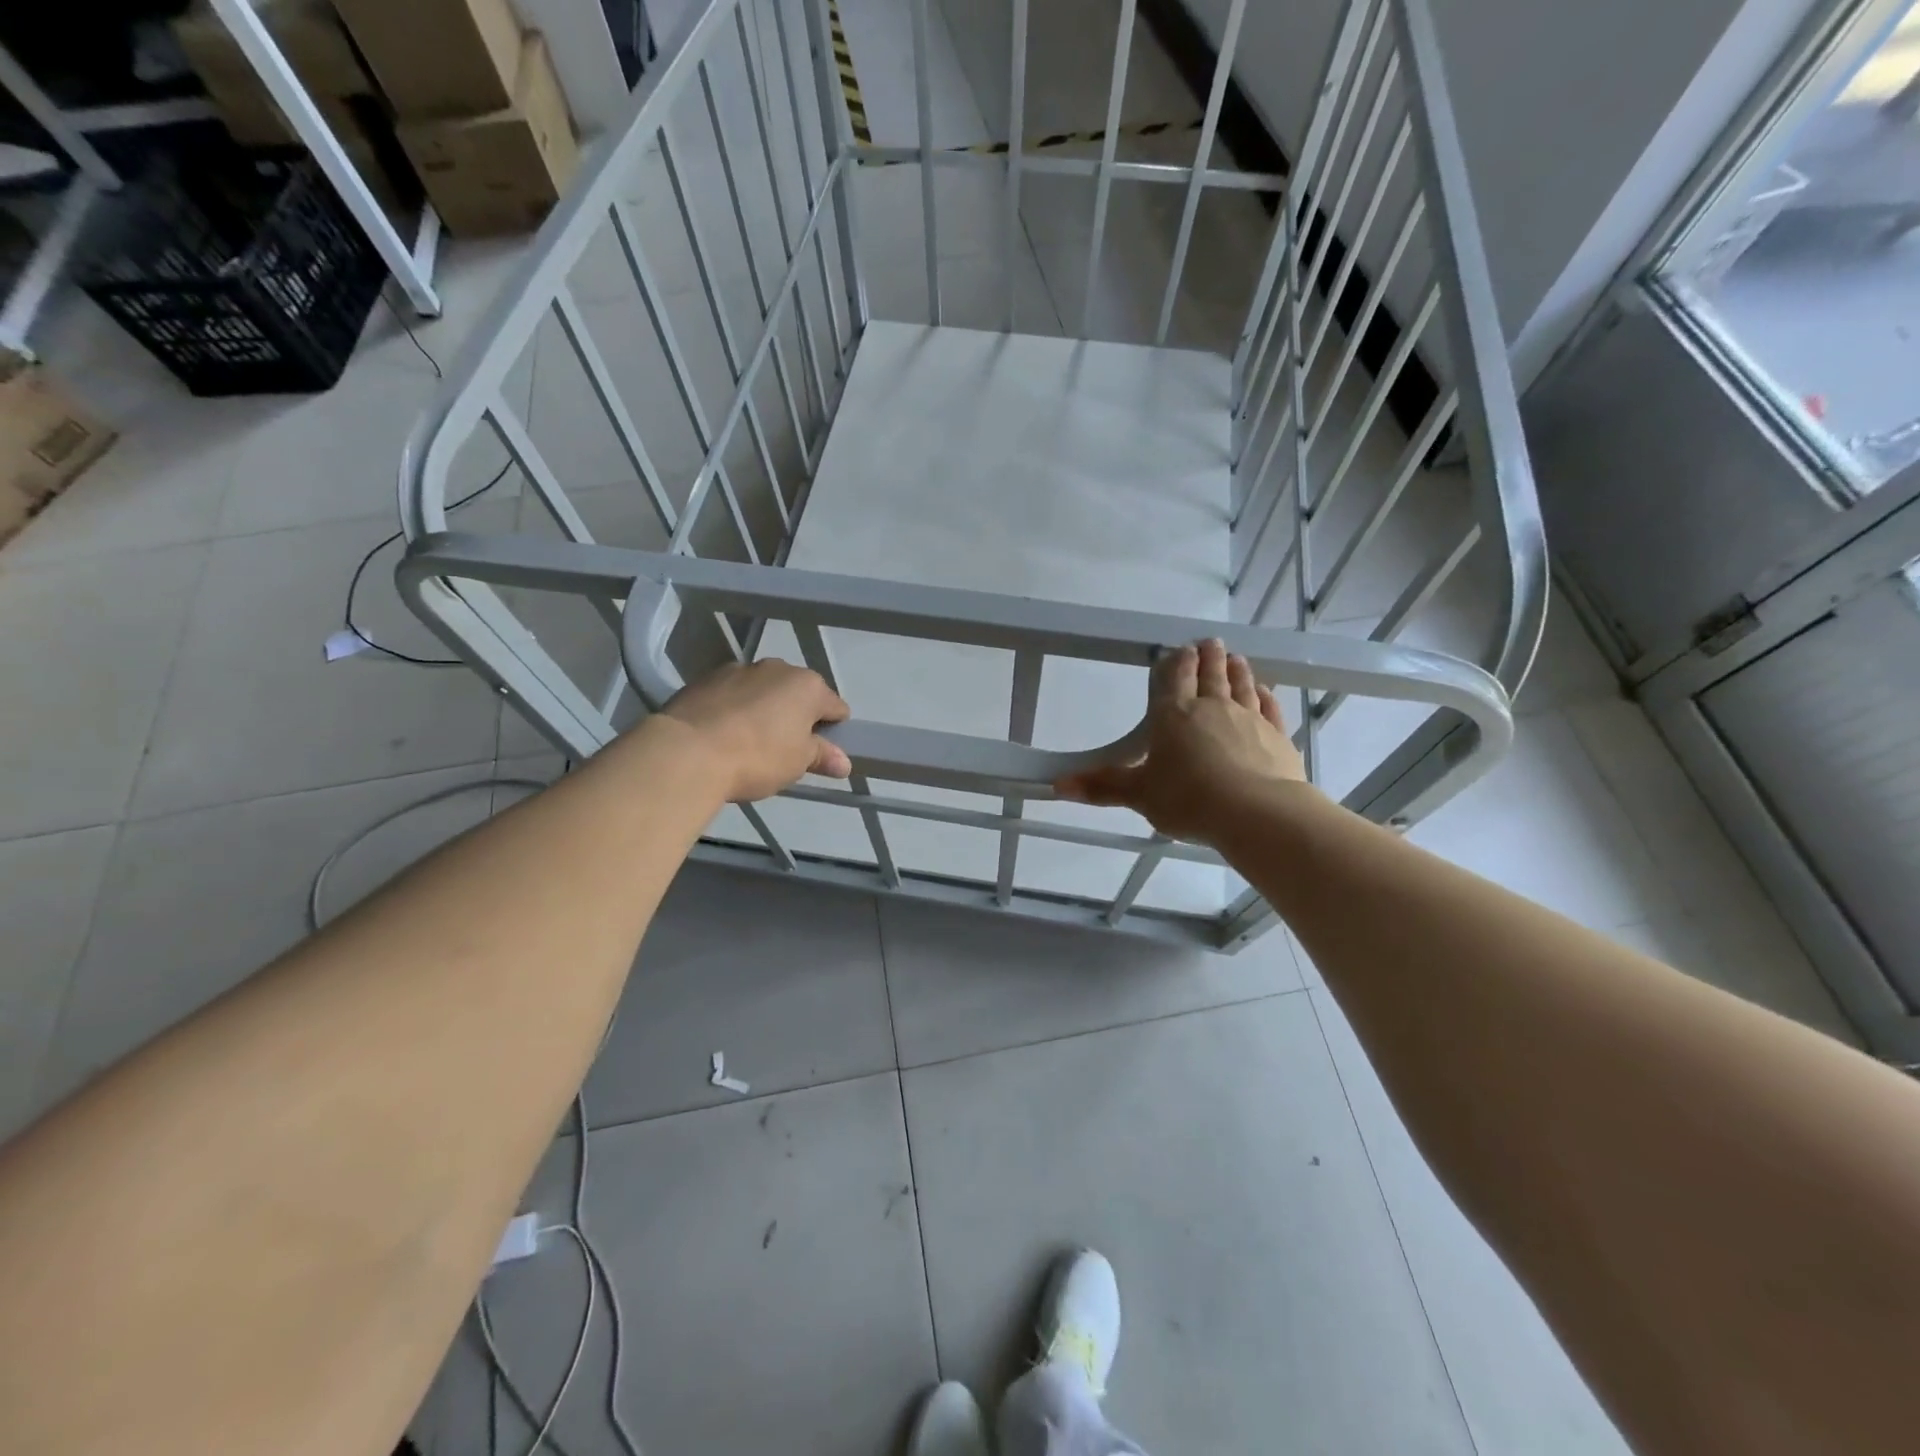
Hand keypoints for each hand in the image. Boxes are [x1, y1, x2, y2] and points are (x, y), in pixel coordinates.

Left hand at [658, 659, 851, 802]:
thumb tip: (844, 763)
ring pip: (763, 690)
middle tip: (786, 749)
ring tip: (750, 742)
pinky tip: (724, 734)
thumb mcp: (797, 763)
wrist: (687, 751)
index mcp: (807, 686)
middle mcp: (777, 668)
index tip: (823, 751)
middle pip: (797, 693)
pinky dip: (734, 708)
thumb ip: (822, 757)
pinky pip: (732, 694)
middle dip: (796, 715)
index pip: (835, 706)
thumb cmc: (757, 756)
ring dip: (764, 709)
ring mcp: (739, 669)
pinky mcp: (705, 679)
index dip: (834, 729)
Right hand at [1055, 638, 1308, 842]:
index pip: (1174, 681)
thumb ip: (1102, 786)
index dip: (1177, 663)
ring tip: (1235, 658)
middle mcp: (1212, 709)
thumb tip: (1057, 785)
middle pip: (1210, 676)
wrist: (1254, 812)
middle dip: (1208, 658)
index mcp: (1174, 716)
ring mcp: (1249, 719)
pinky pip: (1271, 710)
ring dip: (1238, 671)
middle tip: (1210, 642)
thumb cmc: (1188, 799)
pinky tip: (1267, 692)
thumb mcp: (1138, 795)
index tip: (1181, 648)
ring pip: (1242, 686)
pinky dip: (1267, 698)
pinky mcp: (1277, 737)